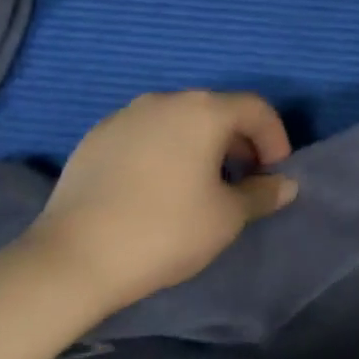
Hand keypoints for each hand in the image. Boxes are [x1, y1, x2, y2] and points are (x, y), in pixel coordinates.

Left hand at [23, 90, 298, 309]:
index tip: (275, 174)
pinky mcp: (96, 138)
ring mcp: (125, 116)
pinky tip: (158, 188)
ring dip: (201, 145)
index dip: (275, 138)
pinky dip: (165, 150)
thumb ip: (262, 194)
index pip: (256, 109)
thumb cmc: (165, 231)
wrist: (73, 258)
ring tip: (201, 185)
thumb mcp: (227, 217)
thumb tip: (285, 184)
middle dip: (239, 141)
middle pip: (216, 110)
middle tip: (244, 179)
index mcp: (203, 111)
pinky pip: (146, 134)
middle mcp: (165, 100)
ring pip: (179, 121)